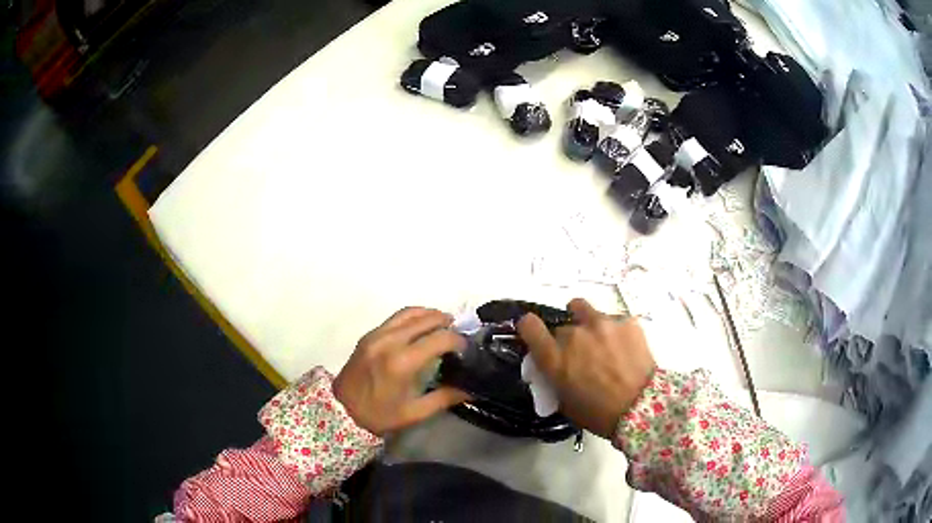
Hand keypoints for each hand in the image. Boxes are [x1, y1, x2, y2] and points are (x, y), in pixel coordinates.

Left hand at [333, 307, 469, 435]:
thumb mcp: (415, 412)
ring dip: (429, 314)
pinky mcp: (369, 335)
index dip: (457, 340)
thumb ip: (444, 398)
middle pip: (425, 319)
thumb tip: (470, 389)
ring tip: (443, 323)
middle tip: (458, 333)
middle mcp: (390, 341)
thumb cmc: (380, 415)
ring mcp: (377, 334)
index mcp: (402, 362)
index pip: (439, 338)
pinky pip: (395, 318)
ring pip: (409, 313)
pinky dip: (412, 316)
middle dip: (446, 322)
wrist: (341, 411)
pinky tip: (420, 326)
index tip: (466, 349)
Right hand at [517, 298, 655, 438]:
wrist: (643, 408)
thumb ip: (554, 378)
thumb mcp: (565, 402)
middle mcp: (575, 334)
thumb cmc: (599, 414)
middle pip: (562, 327)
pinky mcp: (626, 321)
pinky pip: (613, 320)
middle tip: (581, 356)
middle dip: (567, 339)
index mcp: (555, 358)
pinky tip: (625, 348)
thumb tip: (553, 368)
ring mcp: (602, 323)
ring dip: (587, 324)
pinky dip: (614, 331)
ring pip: (585, 311)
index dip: (530, 328)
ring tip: (602, 342)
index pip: (528, 325)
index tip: (536, 334)